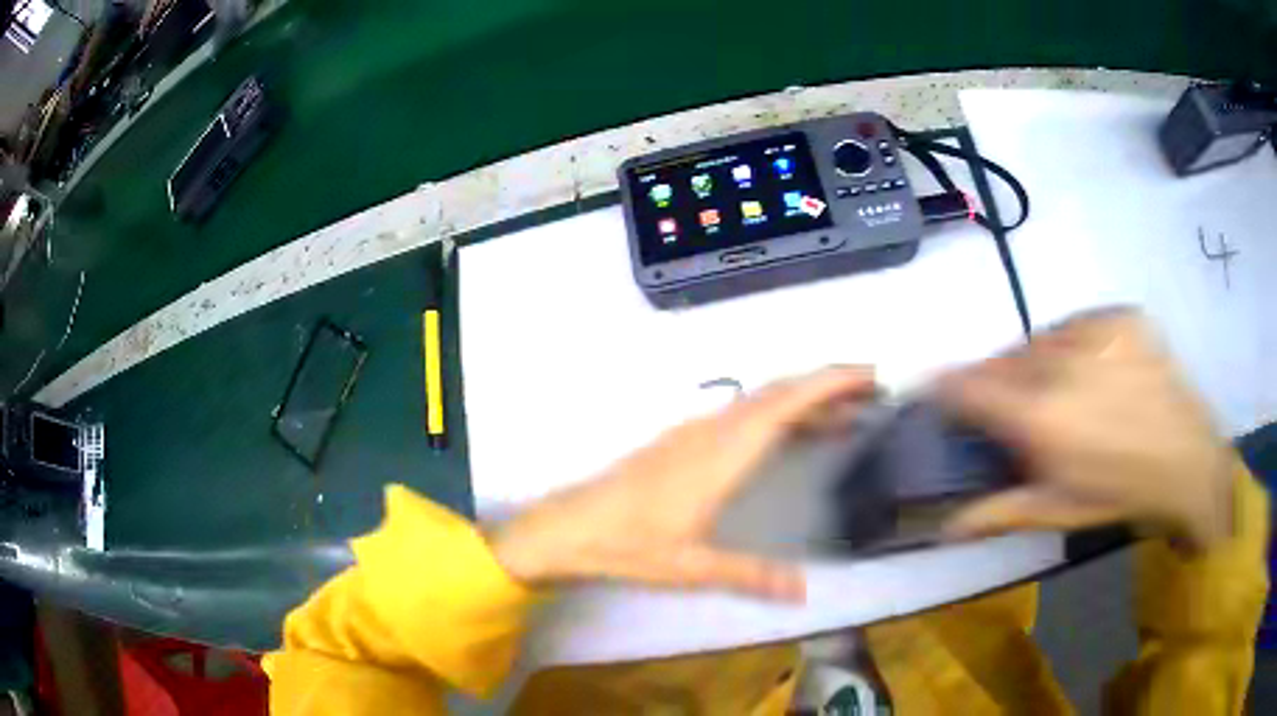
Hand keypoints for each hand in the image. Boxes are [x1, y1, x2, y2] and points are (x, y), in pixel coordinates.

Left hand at [490, 367, 876, 601]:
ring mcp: (694, 431)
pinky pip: (742, 414)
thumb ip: (751, 575)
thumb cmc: (628, 545)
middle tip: (871, 390)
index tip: (868, 374)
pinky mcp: (682, 441)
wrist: (568, 527)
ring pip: (760, 401)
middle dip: (827, 385)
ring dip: (803, 399)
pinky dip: (777, 414)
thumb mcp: (693, 566)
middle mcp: (712, 431)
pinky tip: (787, 433)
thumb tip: (804, 591)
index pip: (785, 403)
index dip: (829, 382)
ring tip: (844, 413)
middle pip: (778, 393)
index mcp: (721, 453)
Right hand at [937, 309, 1234, 549]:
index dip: (946, 385)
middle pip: (1004, 359)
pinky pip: (1078, 325)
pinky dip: (1071, 343)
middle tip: (1006, 402)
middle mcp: (1061, 365)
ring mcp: (1094, 333)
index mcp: (1040, 419)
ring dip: (1034, 361)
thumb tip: (945, 526)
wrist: (1187, 459)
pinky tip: (1089, 368)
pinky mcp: (1120, 317)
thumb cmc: (1119, 492)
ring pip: (1041, 339)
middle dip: (994, 379)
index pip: (970, 387)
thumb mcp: (1058, 511)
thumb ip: (998, 512)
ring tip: (1054, 387)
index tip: (934, 388)